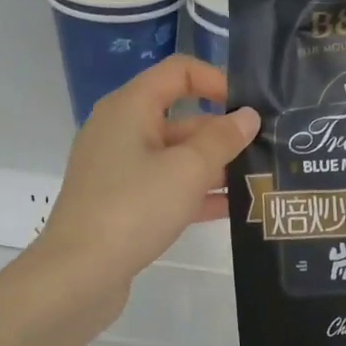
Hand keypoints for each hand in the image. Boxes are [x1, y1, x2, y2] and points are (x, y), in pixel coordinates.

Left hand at [32, 55, 259, 305]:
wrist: (79, 274)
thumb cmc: (134, 208)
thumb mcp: (188, 170)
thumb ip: (222, 139)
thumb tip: (246, 117)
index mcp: (130, 107)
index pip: (178, 71)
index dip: (216, 81)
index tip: (249, 109)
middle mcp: (120, 130)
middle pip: (179, 117)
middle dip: (221, 133)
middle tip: (266, 151)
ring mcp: (118, 169)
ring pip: (174, 156)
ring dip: (213, 166)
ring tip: (258, 181)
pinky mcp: (120, 203)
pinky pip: (164, 187)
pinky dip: (194, 193)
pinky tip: (232, 209)